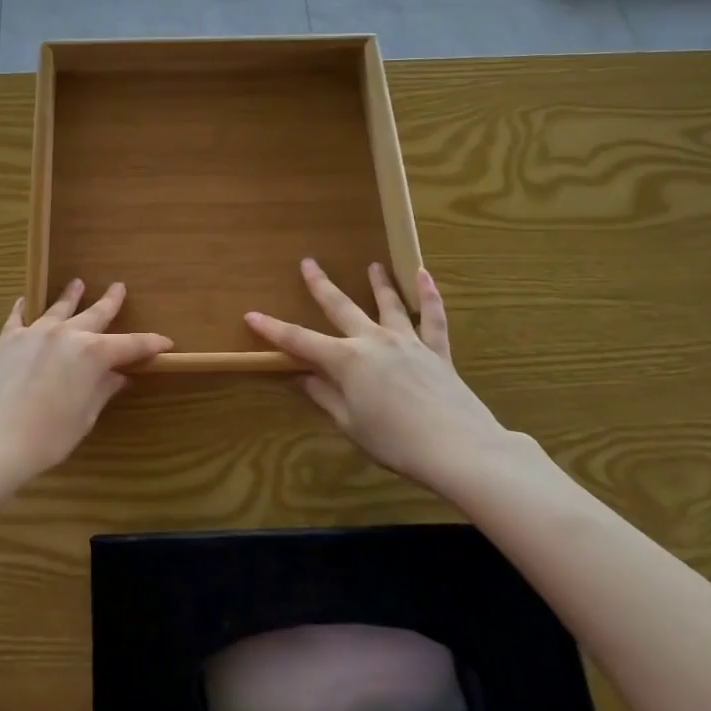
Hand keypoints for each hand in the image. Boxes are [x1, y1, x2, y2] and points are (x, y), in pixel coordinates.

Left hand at [0, 280, 170, 486]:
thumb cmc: (46, 437)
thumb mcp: (83, 418)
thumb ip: (102, 391)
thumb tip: (118, 377)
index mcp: (93, 354)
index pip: (131, 344)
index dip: (151, 343)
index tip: (165, 342)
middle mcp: (67, 334)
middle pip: (95, 314)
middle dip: (110, 302)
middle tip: (119, 287)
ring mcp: (34, 333)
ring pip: (58, 308)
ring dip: (70, 296)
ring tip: (77, 283)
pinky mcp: (7, 340)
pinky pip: (18, 316)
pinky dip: (24, 307)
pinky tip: (24, 300)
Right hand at [246, 259, 528, 492]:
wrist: (459, 448)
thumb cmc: (395, 442)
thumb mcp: (350, 424)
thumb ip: (325, 396)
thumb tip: (302, 377)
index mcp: (346, 360)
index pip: (300, 340)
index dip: (273, 329)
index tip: (251, 315)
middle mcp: (373, 341)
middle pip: (341, 308)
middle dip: (320, 286)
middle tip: (308, 263)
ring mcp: (407, 342)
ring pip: (388, 304)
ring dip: (378, 283)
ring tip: (372, 265)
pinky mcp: (437, 351)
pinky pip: (433, 317)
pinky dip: (429, 295)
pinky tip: (424, 275)